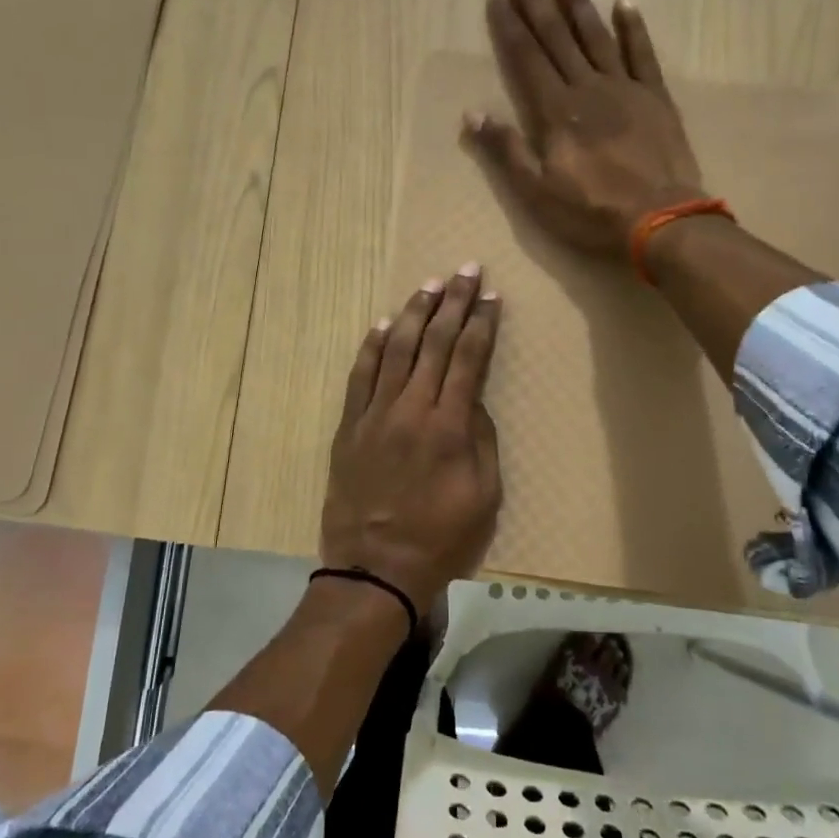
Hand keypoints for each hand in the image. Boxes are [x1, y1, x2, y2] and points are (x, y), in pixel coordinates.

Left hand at [320, 265, 502, 612]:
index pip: (468, 358)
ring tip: (428, 285)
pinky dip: (372, 347)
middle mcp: (411, 408)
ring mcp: (374, 414)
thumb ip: (481, 440)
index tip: (490, 295)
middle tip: (465, 270)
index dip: (480, 323)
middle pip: (434, 342)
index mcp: (449, 426)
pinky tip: (384, 325)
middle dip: (452, 302)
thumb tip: (473, 401)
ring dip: (413, 313)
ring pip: (395, 350)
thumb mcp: (484, 496)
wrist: (374, 567)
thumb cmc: (439, 538)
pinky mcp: (348, 427)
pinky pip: (360, 376)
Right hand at [466, 0, 706, 260]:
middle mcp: (588, 88)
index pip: (526, 57)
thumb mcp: (536, 192)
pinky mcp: (655, 98)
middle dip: (534, 3)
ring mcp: (625, 89)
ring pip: (596, 37)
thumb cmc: (591, 211)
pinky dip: (633, 27)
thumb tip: (473, 113)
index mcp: (556, 111)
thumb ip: (506, 150)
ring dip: (577, 5)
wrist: (660, 220)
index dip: (509, 25)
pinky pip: (642, 53)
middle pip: (556, 38)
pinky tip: (624, 3)